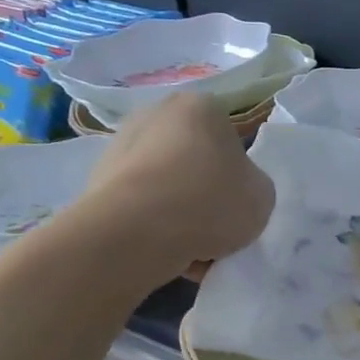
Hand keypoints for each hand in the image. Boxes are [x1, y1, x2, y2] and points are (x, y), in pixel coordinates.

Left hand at [77, 92, 273, 266]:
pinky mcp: (96, 180)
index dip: (238, 175)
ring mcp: (119, 146)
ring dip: (178, 213)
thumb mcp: (263, 196)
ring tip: (191, 248)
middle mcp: (155, 114)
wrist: (134, 233)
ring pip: (166, 186)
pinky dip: (152, 227)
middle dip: (203, 192)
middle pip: (194, 161)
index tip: (237, 203)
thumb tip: (231, 191)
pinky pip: (140, 206)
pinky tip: (164, 252)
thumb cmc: (210, 201)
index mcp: (201, 107)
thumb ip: (252, 185)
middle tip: (216, 227)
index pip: (230, 140)